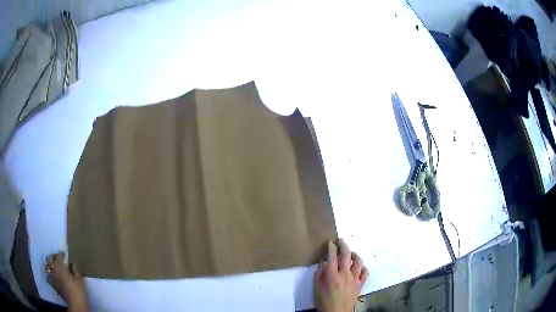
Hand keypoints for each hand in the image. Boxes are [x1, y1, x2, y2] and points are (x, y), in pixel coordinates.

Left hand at [46, 251, 88, 311]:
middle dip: (53, 256)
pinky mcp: (53, 284)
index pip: (59, 256)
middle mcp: (55, 270)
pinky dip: (49, 274)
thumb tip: (73, 264)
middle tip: (57, 257)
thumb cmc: (78, 291)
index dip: (61, 253)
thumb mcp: (80, 280)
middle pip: (50, 259)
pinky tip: (51, 274)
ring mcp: (53, 277)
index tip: (64, 253)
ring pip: (48, 266)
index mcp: (61, 267)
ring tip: (53, 264)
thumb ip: (76, 270)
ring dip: (50, 263)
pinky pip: (48, 277)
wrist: (76, 303)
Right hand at [313, 239, 368, 311]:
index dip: (331, 247)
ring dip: (354, 254)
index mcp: (332, 275)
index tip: (330, 242)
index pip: (332, 256)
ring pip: (358, 261)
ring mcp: (354, 279)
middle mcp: (345, 274)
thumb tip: (322, 262)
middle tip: (341, 241)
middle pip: (346, 255)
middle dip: (343, 245)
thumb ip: (319, 274)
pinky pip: (365, 272)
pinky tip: (359, 267)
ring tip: (351, 253)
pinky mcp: (360, 284)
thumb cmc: (323, 300)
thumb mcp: (316, 287)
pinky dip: (363, 267)